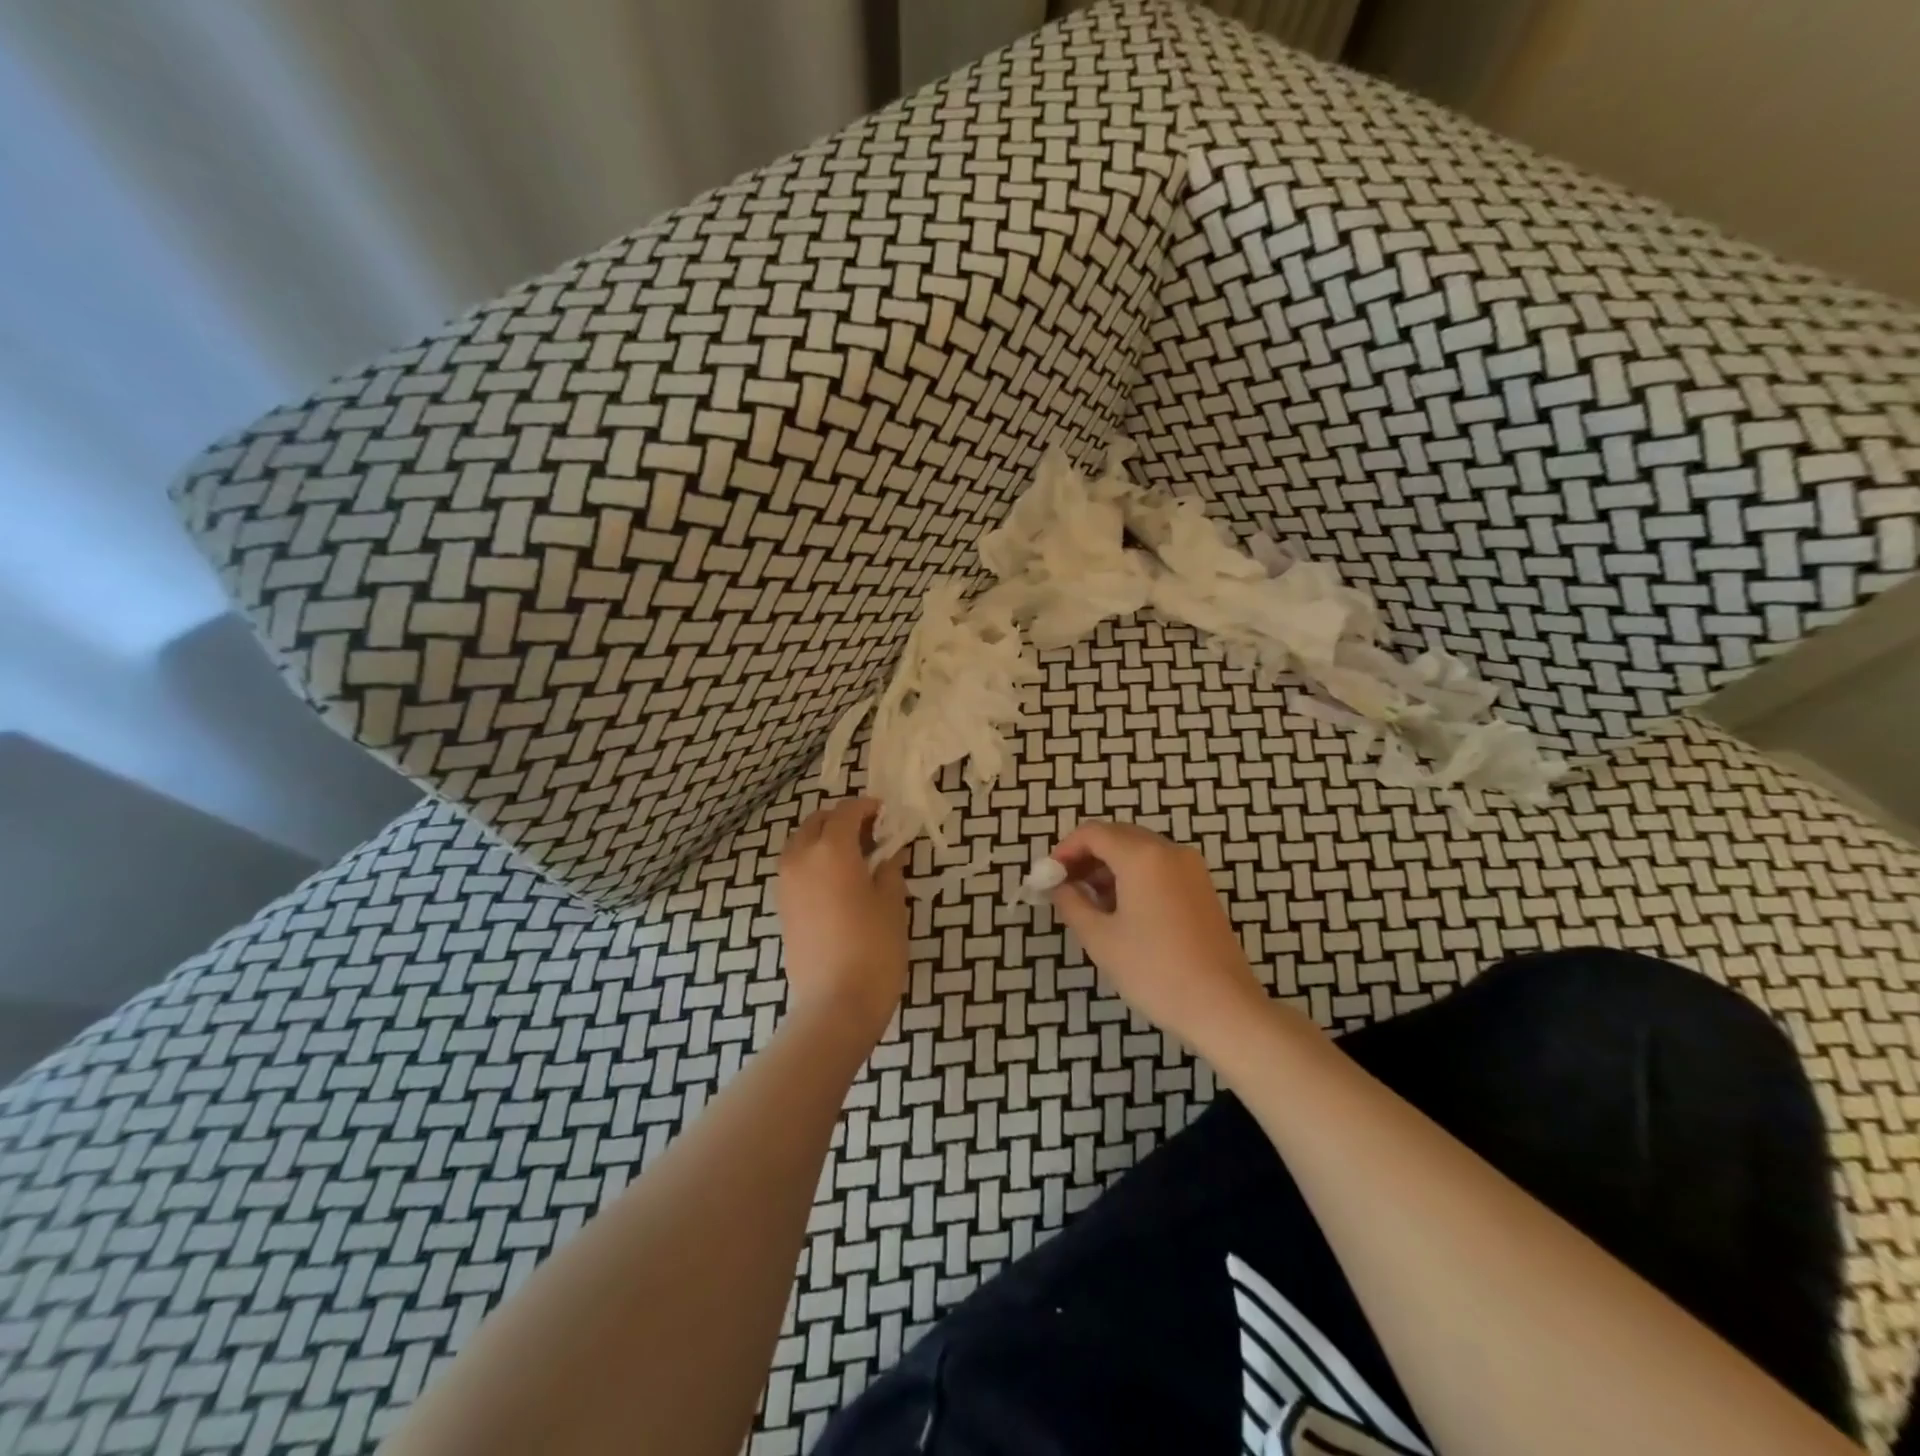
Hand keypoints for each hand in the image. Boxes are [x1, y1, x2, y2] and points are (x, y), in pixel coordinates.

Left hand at [777, 798, 909, 1041]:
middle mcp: (801, 858)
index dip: (867, 808)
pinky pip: (796, 868)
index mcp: (831, 850)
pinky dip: (814, 862)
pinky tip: (839, 882)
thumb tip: (889, 855)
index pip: (847, 812)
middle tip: (871, 834)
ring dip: (825, 840)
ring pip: (802, 844)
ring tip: (855, 858)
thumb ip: (890, 871)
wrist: (835, 1005)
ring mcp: (786, 884)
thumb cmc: (874, 949)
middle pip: (818, 822)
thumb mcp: (892, 905)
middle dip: (842, 820)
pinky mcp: (782, 907)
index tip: (886, 814)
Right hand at [1048, 821, 1267, 1053]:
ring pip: (1139, 850)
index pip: (1092, 833)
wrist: (1223, 1006)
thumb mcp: (1100, 938)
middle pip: (1117, 836)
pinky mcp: (1201, 887)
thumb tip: (1058, 886)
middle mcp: (1168, 851)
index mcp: (1142, 856)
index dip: (1064, 850)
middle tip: (1063, 887)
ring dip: (1109, 866)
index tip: (1047, 877)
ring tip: (1088, 901)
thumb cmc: (1154, 971)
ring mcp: (1190, 868)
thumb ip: (1072, 903)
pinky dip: (1133, 875)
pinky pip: (1158, 866)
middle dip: (1086, 856)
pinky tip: (1120, 908)